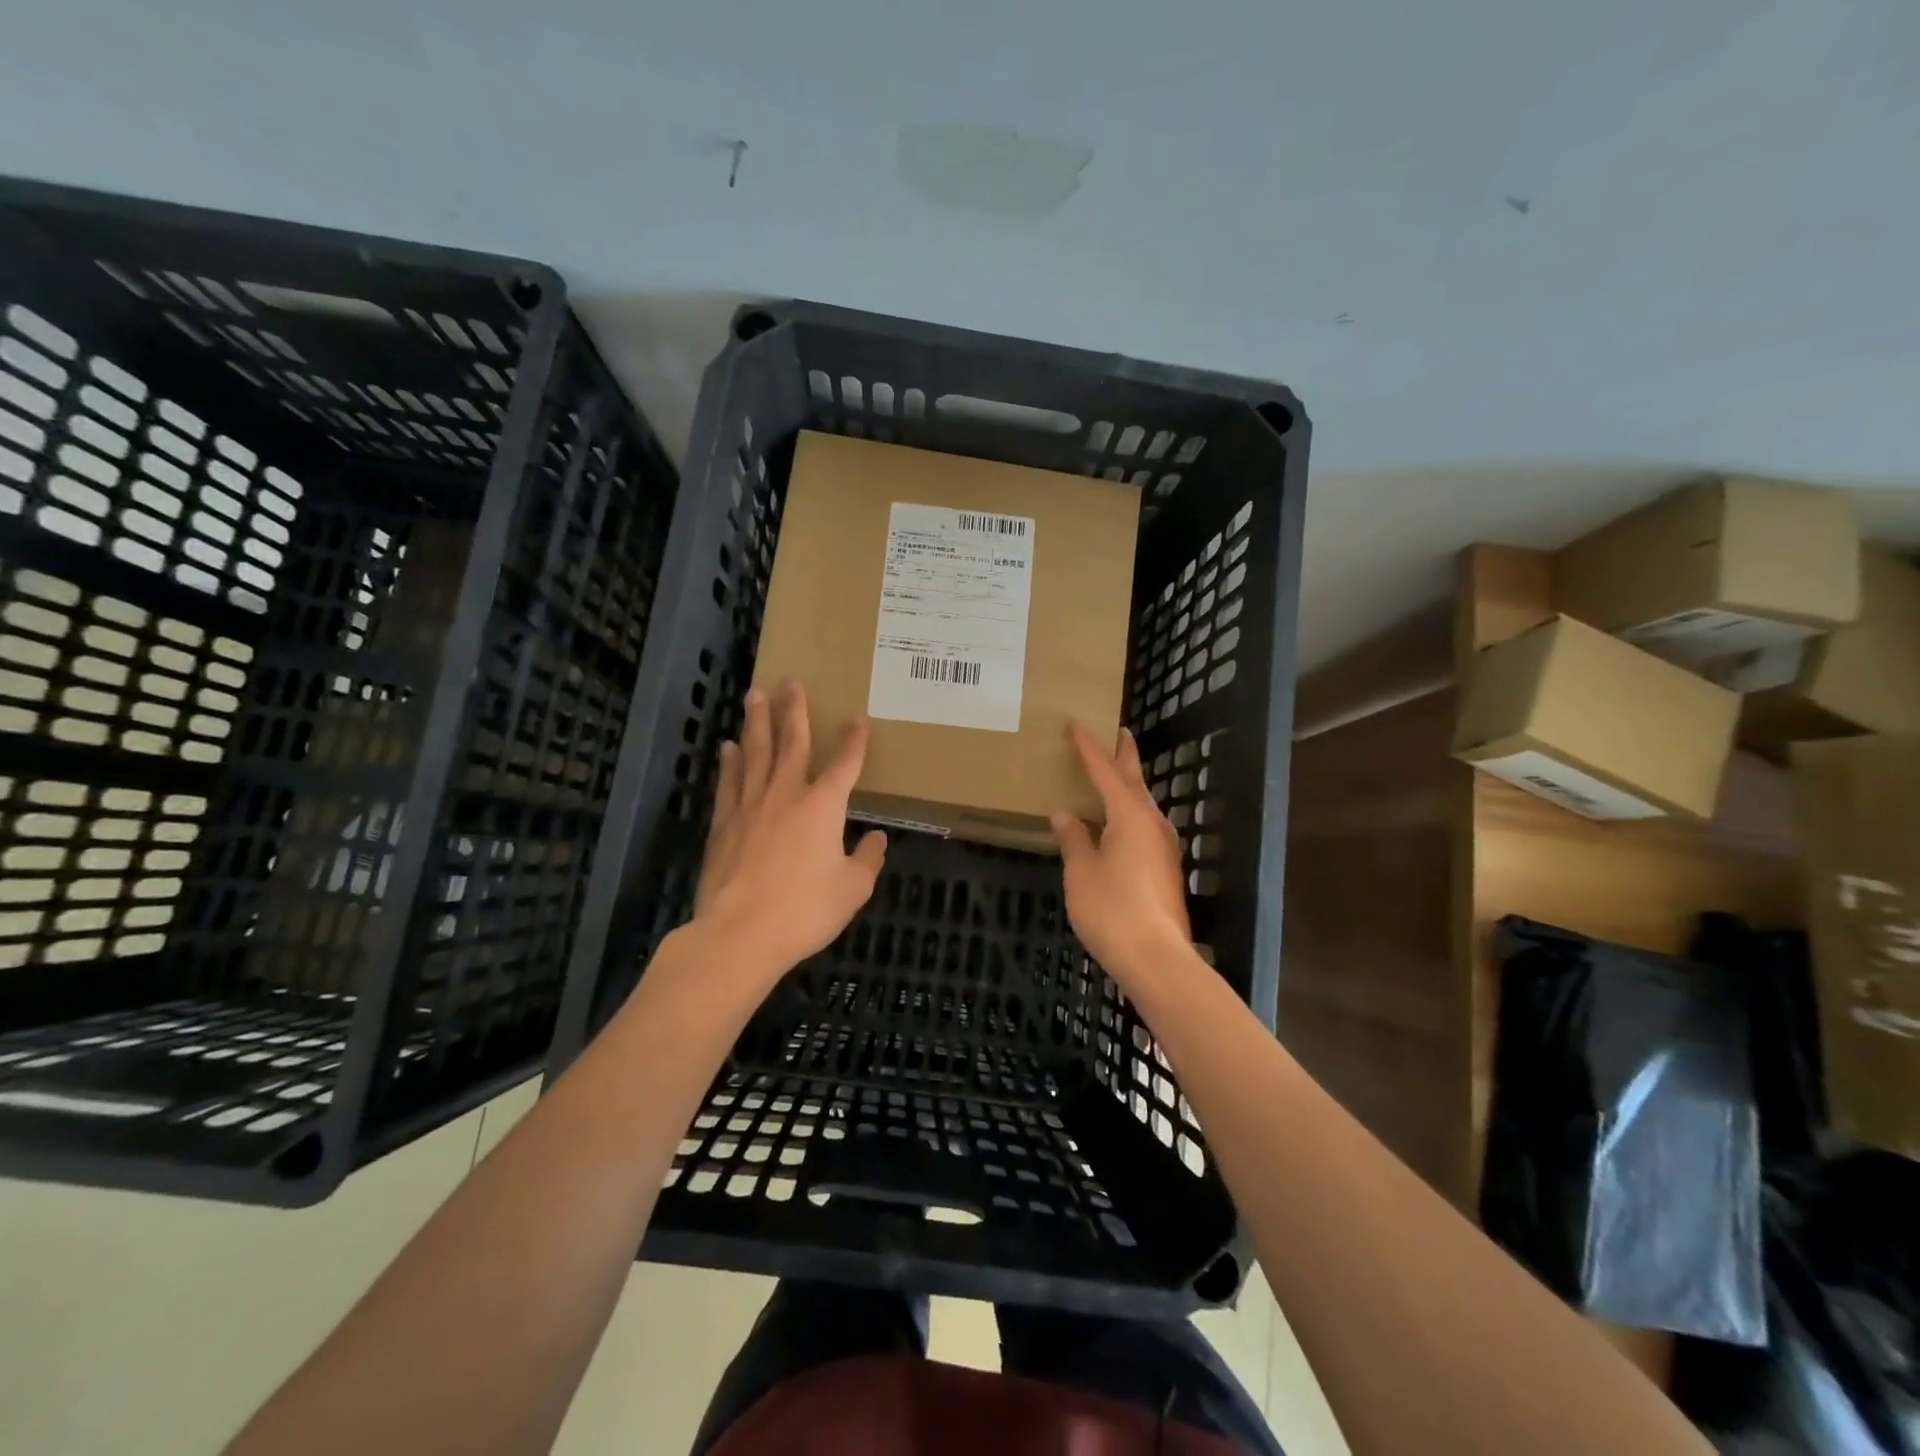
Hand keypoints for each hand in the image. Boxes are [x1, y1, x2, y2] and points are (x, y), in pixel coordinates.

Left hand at [692, 679, 886, 982]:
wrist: (739, 935)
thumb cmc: (804, 911)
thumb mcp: (852, 890)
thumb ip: (867, 860)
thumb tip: (878, 838)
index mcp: (823, 807)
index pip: (844, 763)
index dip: (854, 740)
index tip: (858, 718)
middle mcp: (786, 795)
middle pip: (792, 743)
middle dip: (794, 710)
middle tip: (791, 680)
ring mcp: (750, 806)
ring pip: (755, 753)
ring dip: (757, 723)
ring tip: (754, 695)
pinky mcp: (724, 824)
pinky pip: (729, 783)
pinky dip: (730, 763)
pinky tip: (729, 748)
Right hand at [1051, 721, 1192, 981]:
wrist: (1156, 958)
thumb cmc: (1112, 909)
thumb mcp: (1081, 871)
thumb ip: (1074, 839)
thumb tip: (1066, 815)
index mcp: (1130, 815)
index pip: (1105, 771)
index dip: (1088, 748)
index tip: (1076, 724)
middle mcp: (1152, 824)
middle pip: (1135, 781)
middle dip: (1124, 756)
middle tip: (1117, 732)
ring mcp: (1163, 847)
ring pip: (1143, 804)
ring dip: (1128, 785)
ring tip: (1112, 774)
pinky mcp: (1164, 869)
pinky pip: (1144, 826)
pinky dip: (1129, 812)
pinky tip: (1116, 824)